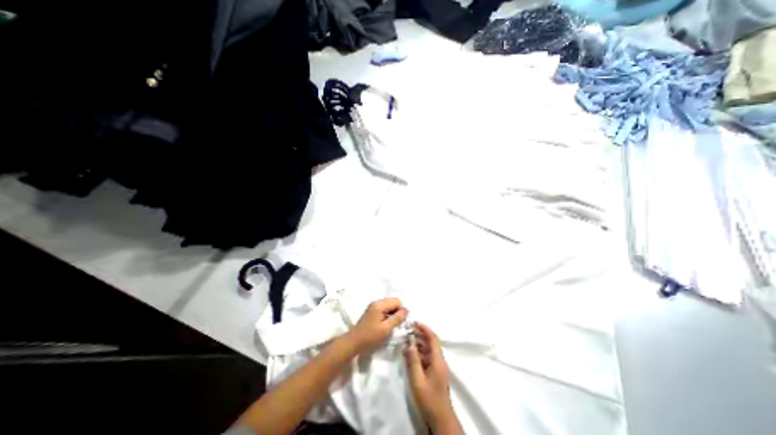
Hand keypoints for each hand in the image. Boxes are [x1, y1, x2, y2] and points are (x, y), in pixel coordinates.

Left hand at [342, 299, 408, 356]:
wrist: (353, 343)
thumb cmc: (370, 337)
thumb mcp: (386, 329)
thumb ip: (397, 318)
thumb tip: (406, 310)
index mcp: (380, 304)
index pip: (397, 301)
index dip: (401, 310)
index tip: (401, 322)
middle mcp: (376, 302)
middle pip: (393, 301)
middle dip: (397, 311)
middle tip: (397, 324)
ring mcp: (373, 306)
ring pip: (389, 306)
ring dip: (393, 314)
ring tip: (391, 325)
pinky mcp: (372, 311)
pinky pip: (384, 309)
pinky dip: (388, 315)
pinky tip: (386, 325)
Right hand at [403, 324, 454, 430]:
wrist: (440, 418)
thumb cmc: (429, 399)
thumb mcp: (418, 380)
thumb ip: (413, 361)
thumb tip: (409, 344)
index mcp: (438, 360)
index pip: (433, 339)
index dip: (425, 329)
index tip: (415, 323)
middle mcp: (439, 361)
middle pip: (431, 343)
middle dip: (420, 334)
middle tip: (408, 329)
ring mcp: (437, 367)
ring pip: (428, 350)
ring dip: (418, 344)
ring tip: (406, 340)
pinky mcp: (434, 373)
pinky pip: (426, 358)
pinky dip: (418, 353)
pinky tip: (409, 354)